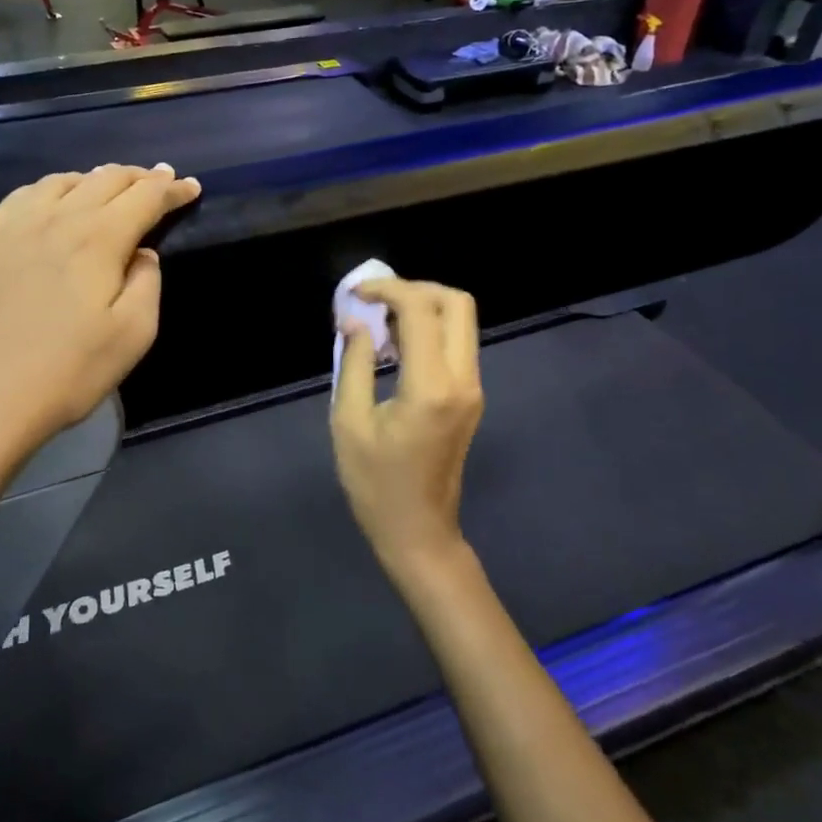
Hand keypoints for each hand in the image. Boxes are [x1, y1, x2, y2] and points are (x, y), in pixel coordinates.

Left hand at [0, 164, 200, 462]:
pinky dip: (52, 190)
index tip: (191, 186)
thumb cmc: (67, 372)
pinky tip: (52, 204)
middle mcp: (57, 217)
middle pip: (105, 179)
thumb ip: (147, 283)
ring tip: (108, 189)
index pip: (146, 197)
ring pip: (62, 181)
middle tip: (158, 181)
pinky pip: (23, 197)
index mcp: (99, 238)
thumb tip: (142, 253)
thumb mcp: (133, 335)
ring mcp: (12, 225)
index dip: (172, 189)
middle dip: (139, 177)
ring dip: (95, 180)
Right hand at [330, 277, 483, 582]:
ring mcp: (472, 389)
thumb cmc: (375, 484)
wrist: (418, 532)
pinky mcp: (470, 397)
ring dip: (422, 309)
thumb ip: (353, 363)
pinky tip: (394, 347)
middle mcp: (463, 380)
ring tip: (379, 323)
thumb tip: (355, 321)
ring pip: (461, 321)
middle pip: (457, 303)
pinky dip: (428, 330)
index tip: (354, 295)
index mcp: (431, 386)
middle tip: (375, 301)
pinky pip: (456, 345)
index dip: (386, 290)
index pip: (420, 310)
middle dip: (415, 289)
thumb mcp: (348, 422)